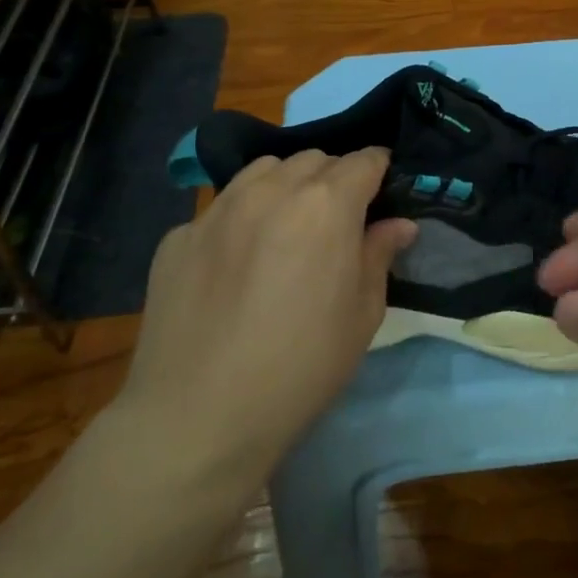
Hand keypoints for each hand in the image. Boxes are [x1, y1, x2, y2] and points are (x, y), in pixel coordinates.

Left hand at [109, 148, 416, 472]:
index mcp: (325, 206)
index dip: (379, 170)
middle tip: (337, 219)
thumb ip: (379, 255)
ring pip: (263, 170)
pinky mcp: (178, 236)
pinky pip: (221, 208)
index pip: (363, 160)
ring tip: (287, 226)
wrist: (199, 417)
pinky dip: (241, 218)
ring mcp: (218, 210)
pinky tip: (236, 263)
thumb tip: (398, 223)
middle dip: (333, 178)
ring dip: (286, 185)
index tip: (383, 189)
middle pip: (313, 160)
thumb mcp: (362, 314)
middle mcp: (271, 191)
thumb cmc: (302, 367)